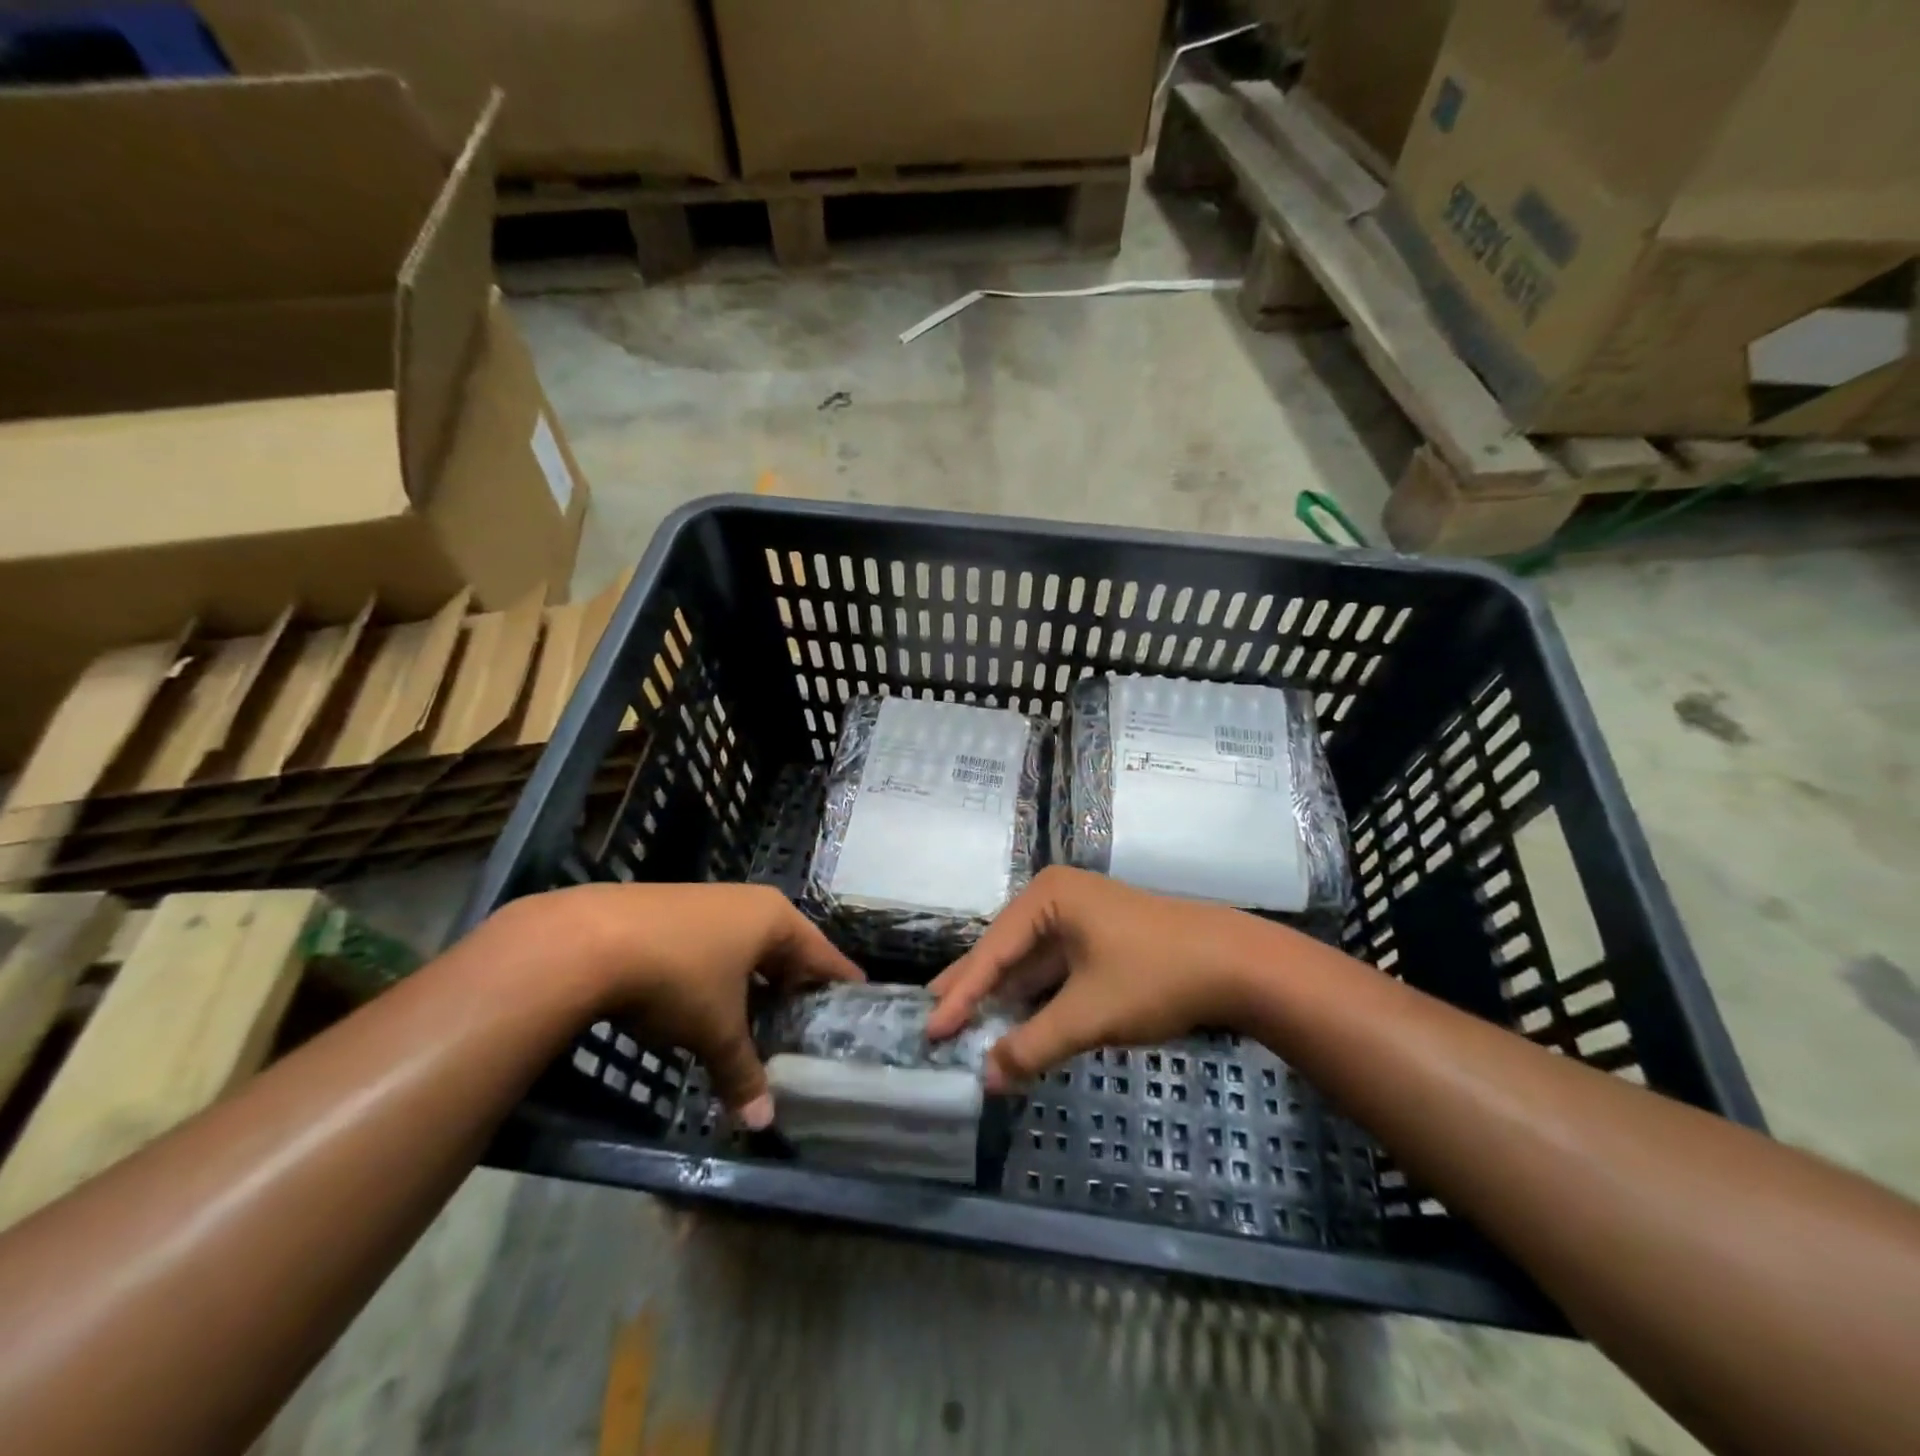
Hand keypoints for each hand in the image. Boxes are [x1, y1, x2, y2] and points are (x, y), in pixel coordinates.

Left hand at [506, 883, 862, 1126]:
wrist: (587, 941)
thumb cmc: (677, 977)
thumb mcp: (716, 1030)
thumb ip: (743, 1072)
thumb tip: (764, 1122)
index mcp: (773, 919)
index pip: (821, 953)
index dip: (838, 978)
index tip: (858, 996)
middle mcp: (746, 903)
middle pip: (784, 947)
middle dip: (793, 983)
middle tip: (807, 1019)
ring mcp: (706, 903)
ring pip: (745, 947)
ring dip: (753, 981)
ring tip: (760, 1017)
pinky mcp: (669, 911)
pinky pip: (713, 945)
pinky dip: (720, 974)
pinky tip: (707, 1001)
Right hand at [926, 867, 1266, 1090]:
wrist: (1237, 966)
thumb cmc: (1154, 976)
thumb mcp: (1088, 1014)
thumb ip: (1033, 1045)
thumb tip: (986, 1079)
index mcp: (1048, 897)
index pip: (992, 951)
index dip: (959, 994)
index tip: (930, 1029)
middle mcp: (1057, 900)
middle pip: (1004, 952)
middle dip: (973, 989)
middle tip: (932, 1020)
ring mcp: (1080, 919)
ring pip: (1029, 964)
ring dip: (1003, 998)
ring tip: (961, 1023)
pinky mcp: (1099, 942)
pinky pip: (1053, 971)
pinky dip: (1034, 999)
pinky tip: (1013, 1022)